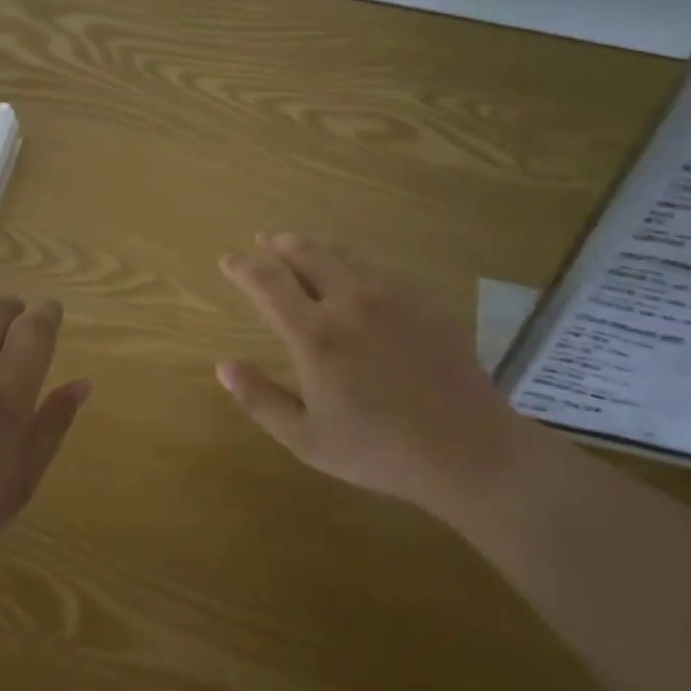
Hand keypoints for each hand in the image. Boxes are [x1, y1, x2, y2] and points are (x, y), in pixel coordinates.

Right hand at [217, 234, 530, 518]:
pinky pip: (379, 267)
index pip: (267, 282)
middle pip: (306, 252)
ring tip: (304, 251)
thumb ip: (260, 399)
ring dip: (317, 248)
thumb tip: (223, 366)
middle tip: (265, 240)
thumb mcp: (307, 440)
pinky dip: (355, 262)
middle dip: (279, 243)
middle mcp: (348, 301)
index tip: (227, 259)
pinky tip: (357, 275)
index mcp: (315, 334)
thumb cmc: (379, 450)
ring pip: (344, 253)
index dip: (242, 266)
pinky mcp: (422, 299)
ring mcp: (390, 295)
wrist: (467, 449)